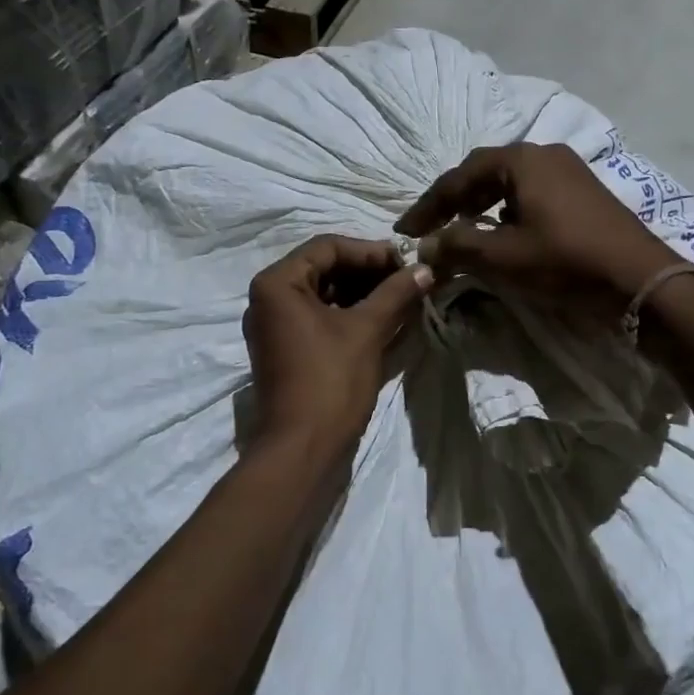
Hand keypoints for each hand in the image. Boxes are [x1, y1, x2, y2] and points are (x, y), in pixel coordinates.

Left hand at [243, 235, 432, 461]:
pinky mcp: (284, 348)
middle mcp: (267, 298)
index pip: (328, 246)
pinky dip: (348, 314)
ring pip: (322, 293)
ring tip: (400, 298)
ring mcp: (273, 325)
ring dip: (361, 292)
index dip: (371, 251)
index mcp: (277, 283)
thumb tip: (426, 268)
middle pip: (323, 267)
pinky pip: (317, 317)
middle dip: (367, 272)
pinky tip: (382, 319)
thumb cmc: (331, 381)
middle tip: (406, 279)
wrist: (301, 448)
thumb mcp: (367, 330)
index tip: (406, 263)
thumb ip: (396, 293)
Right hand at [395, 144, 679, 316]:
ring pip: (511, 184)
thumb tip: (424, 246)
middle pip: (485, 173)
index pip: (459, 177)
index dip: (428, 206)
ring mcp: (570, 171)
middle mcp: (545, 154)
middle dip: (455, 202)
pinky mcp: (584, 193)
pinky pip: (533, 194)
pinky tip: (504, 234)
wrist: (640, 281)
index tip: (405, 231)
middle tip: (432, 229)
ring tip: (463, 232)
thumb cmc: (565, 262)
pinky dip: (508, 211)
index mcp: (522, 160)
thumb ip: (456, 247)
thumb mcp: (502, 257)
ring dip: (482, 206)